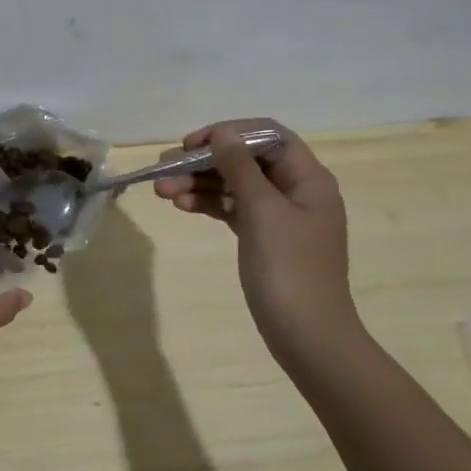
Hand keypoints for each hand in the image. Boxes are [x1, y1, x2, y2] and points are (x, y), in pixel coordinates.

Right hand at [153, 118, 360, 369]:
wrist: (308, 338)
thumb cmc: (289, 269)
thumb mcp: (262, 211)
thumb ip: (240, 167)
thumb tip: (222, 132)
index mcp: (308, 178)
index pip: (267, 136)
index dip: (229, 133)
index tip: (193, 145)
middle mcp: (296, 191)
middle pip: (246, 160)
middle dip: (205, 161)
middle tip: (164, 168)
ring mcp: (280, 217)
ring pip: (234, 186)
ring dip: (199, 183)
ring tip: (162, 190)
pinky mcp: (264, 239)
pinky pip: (233, 210)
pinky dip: (209, 205)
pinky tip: (181, 205)